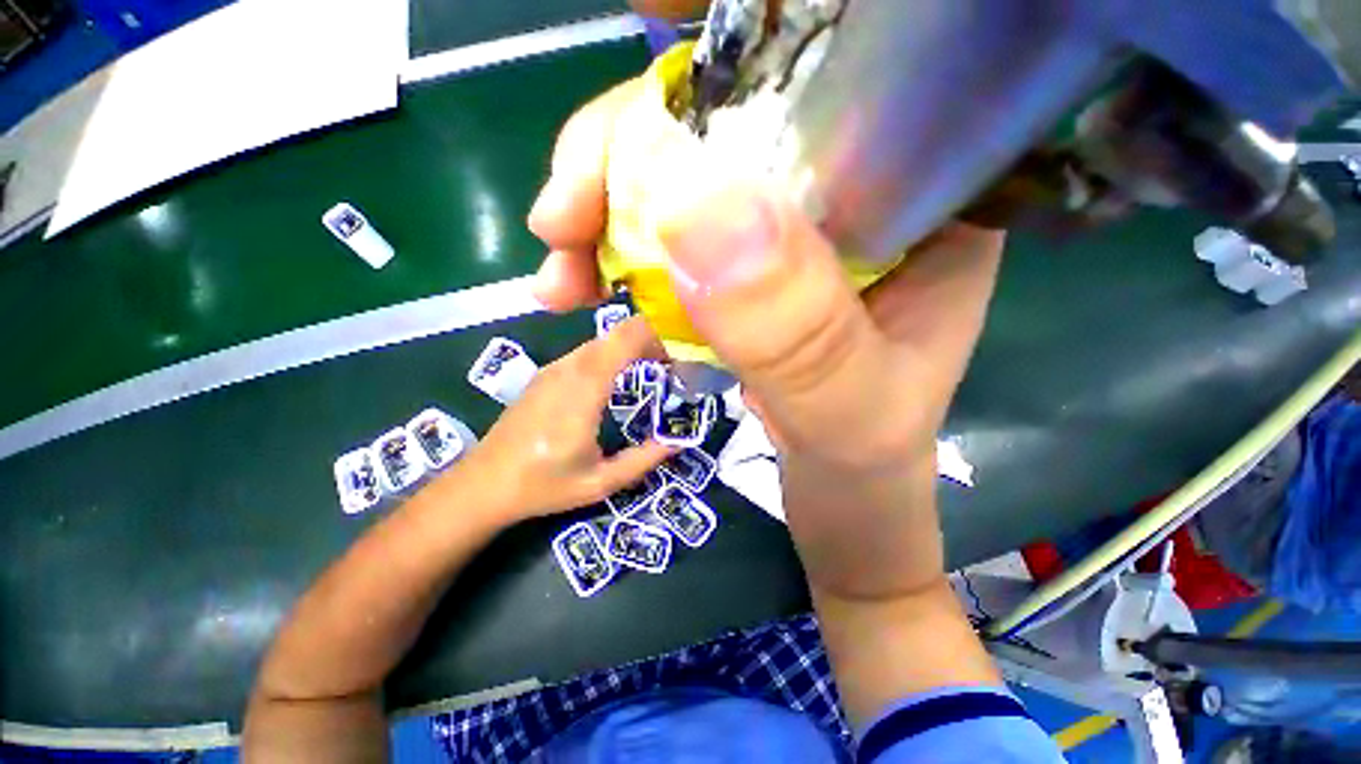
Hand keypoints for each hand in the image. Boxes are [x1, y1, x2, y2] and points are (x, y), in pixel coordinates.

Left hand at [461, 317, 672, 520]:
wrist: (482, 485)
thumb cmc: (543, 486)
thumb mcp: (601, 483)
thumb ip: (645, 459)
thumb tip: (680, 440)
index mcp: (584, 390)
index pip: (626, 339)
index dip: (658, 335)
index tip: (680, 354)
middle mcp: (569, 368)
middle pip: (618, 333)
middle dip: (651, 339)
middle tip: (674, 363)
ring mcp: (555, 367)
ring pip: (603, 340)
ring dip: (632, 346)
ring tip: (654, 369)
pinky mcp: (547, 373)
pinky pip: (588, 351)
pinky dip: (613, 354)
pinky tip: (621, 376)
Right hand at [528, 83, 1003, 472]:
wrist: (846, 494)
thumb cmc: (868, 465)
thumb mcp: (848, 410)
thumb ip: (792, 328)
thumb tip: (694, 208)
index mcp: (917, 208)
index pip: (811, 101)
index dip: (699, 111)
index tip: (609, 163)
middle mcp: (853, 201)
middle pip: (727, 135)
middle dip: (626, 167)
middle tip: (558, 222)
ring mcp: (790, 236)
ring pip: (685, 187)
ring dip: (607, 219)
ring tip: (558, 275)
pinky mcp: (747, 274)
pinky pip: (672, 243)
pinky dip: (619, 259)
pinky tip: (583, 287)